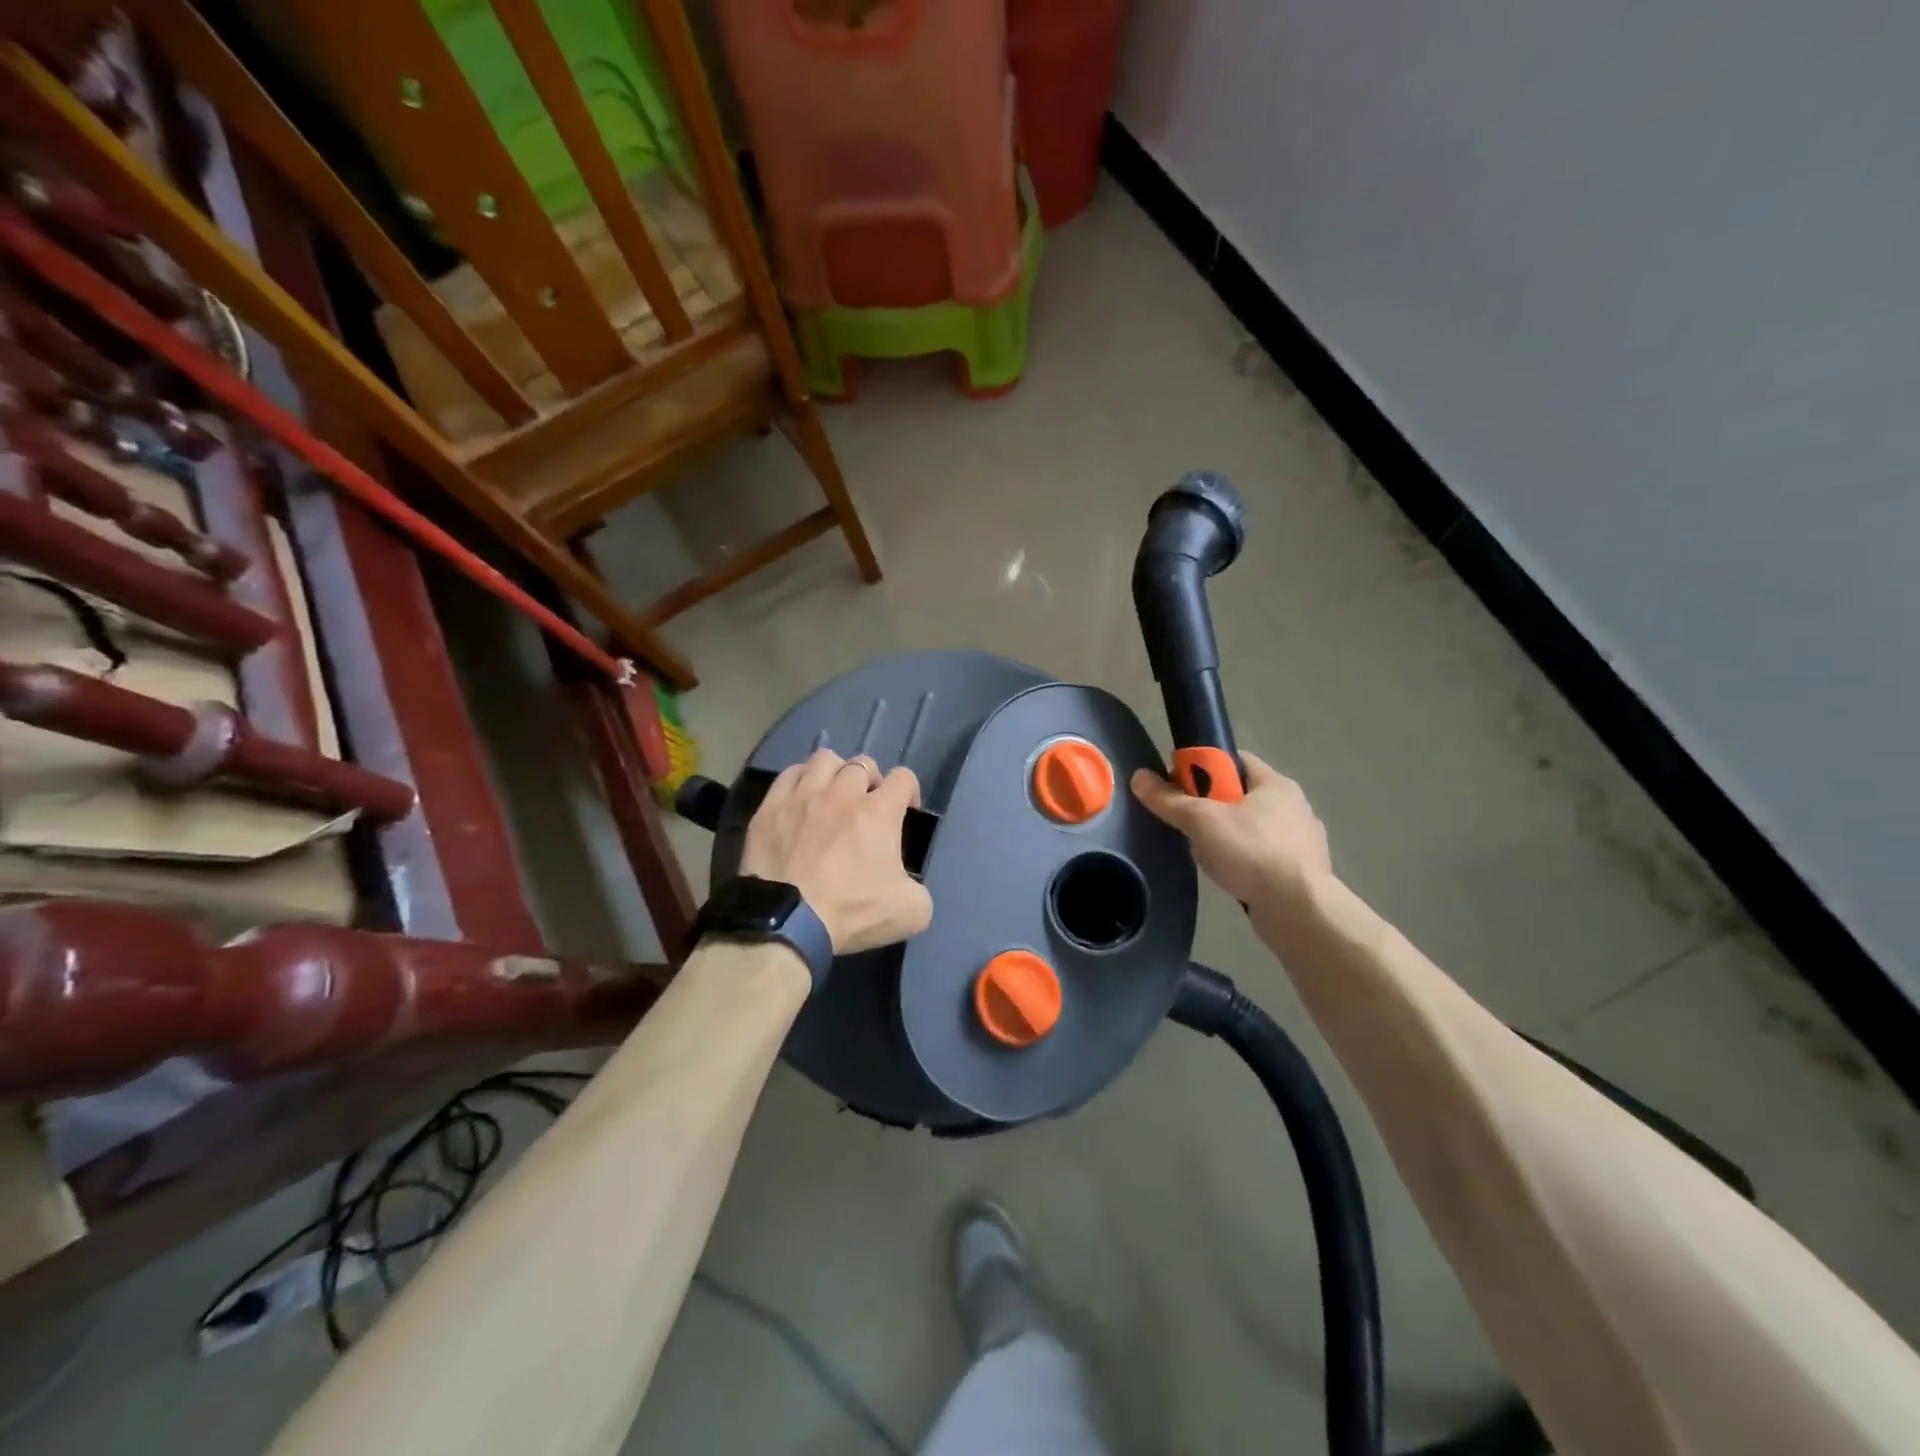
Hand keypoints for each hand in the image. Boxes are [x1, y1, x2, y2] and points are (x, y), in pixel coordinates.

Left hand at [740, 750, 933, 954]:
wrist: (786, 923)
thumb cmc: (851, 913)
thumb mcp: (910, 912)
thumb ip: (918, 889)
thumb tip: (907, 885)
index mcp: (879, 812)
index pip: (903, 778)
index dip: (909, 791)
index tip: (905, 811)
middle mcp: (842, 793)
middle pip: (862, 764)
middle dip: (871, 780)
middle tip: (867, 805)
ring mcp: (803, 796)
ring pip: (824, 760)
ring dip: (835, 773)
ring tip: (832, 794)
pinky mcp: (770, 808)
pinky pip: (788, 775)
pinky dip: (800, 780)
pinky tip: (800, 799)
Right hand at [1130, 751, 1331, 903]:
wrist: (1299, 910)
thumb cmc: (1251, 852)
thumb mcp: (1201, 821)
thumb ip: (1169, 800)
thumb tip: (1138, 776)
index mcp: (1274, 783)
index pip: (1233, 760)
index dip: (1202, 767)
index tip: (1178, 786)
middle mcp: (1293, 805)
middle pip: (1239, 794)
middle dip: (1210, 807)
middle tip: (1187, 824)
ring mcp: (1301, 839)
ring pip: (1250, 827)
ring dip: (1227, 837)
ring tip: (1205, 855)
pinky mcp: (1301, 870)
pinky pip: (1262, 856)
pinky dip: (1244, 861)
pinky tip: (1230, 875)